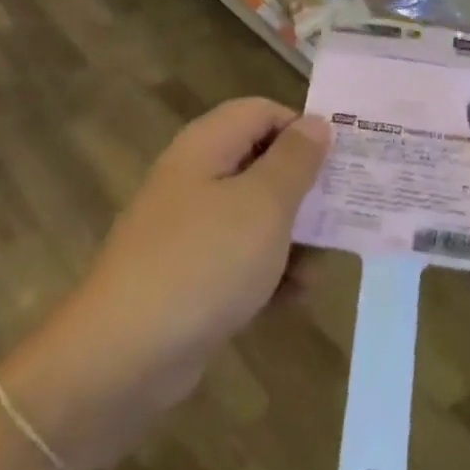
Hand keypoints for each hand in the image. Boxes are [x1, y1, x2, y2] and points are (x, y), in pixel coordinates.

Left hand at [9, 99, 328, 469]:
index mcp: (206, 147)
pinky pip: (240, 259)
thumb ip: (295, 161)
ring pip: (256, 216)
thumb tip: (316, 123)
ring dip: (293, 239)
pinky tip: (293, 300)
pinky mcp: (191, 275)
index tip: (342, 159)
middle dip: (305, 191)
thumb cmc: (203, 262)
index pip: (261, 112)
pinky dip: (268, 273)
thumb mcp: (263, 205)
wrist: (124, 357)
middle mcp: (195, 179)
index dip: (302, 128)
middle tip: (346, 215)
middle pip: (261, 164)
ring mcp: (190, 230)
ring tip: (319, 270)